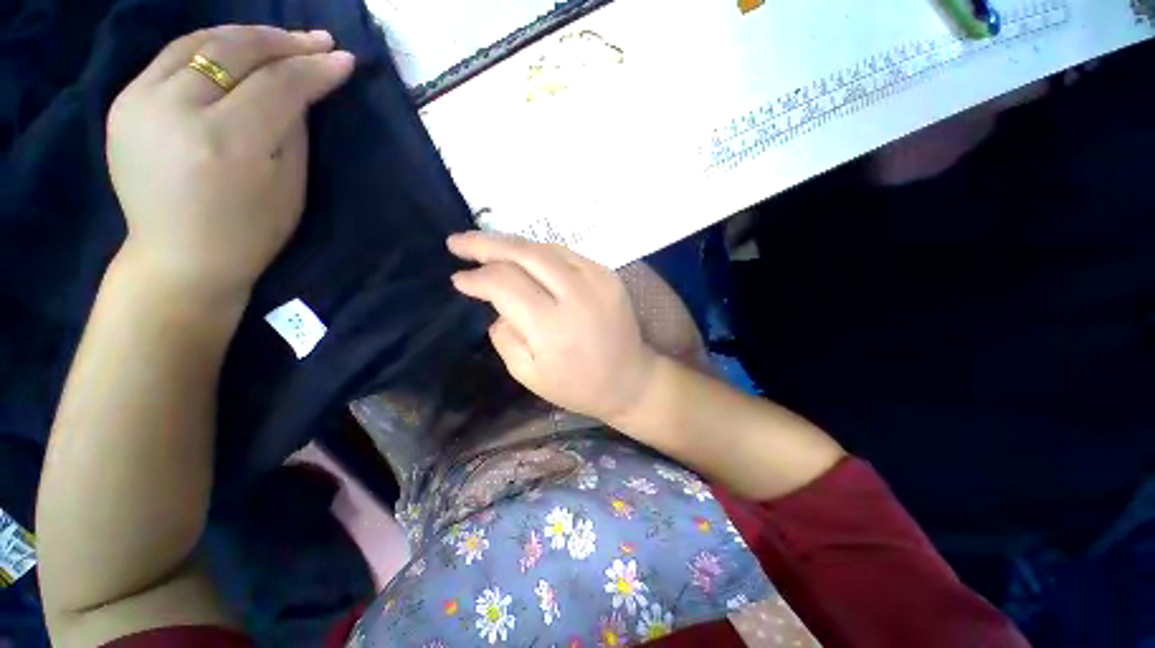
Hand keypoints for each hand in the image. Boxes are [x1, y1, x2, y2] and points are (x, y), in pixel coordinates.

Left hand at [106, 25, 354, 299]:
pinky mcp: (124, 102)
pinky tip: (235, 51)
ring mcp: (140, 102)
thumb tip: (301, 89)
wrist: (179, 258)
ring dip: (246, 36)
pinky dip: (210, 47)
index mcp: (227, 142)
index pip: (279, 85)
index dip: (314, 69)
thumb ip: (293, 130)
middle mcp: (177, 110)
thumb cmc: (249, 232)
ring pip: (200, 43)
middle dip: (282, 41)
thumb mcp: (288, 186)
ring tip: (280, 39)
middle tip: (317, 39)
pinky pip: (173, 58)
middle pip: (235, 51)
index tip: (343, 60)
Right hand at [448, 232, 657, 423]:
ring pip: (545, 248)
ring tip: (485, 246)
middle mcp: (576, 294)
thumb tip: (497, 305)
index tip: (458, 279)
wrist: (630, 380)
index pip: (505, 285)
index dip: (477, 278)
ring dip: (512, 245)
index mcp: (552, 326)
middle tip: (458, 242)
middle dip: (486, 243)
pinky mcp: (609, 275)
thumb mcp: (528, 374)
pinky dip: (539, 252)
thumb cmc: (577, 385)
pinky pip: (565, 254)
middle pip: (524, 254)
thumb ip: (505, 337)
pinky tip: (523, 257)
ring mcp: (597, 279)